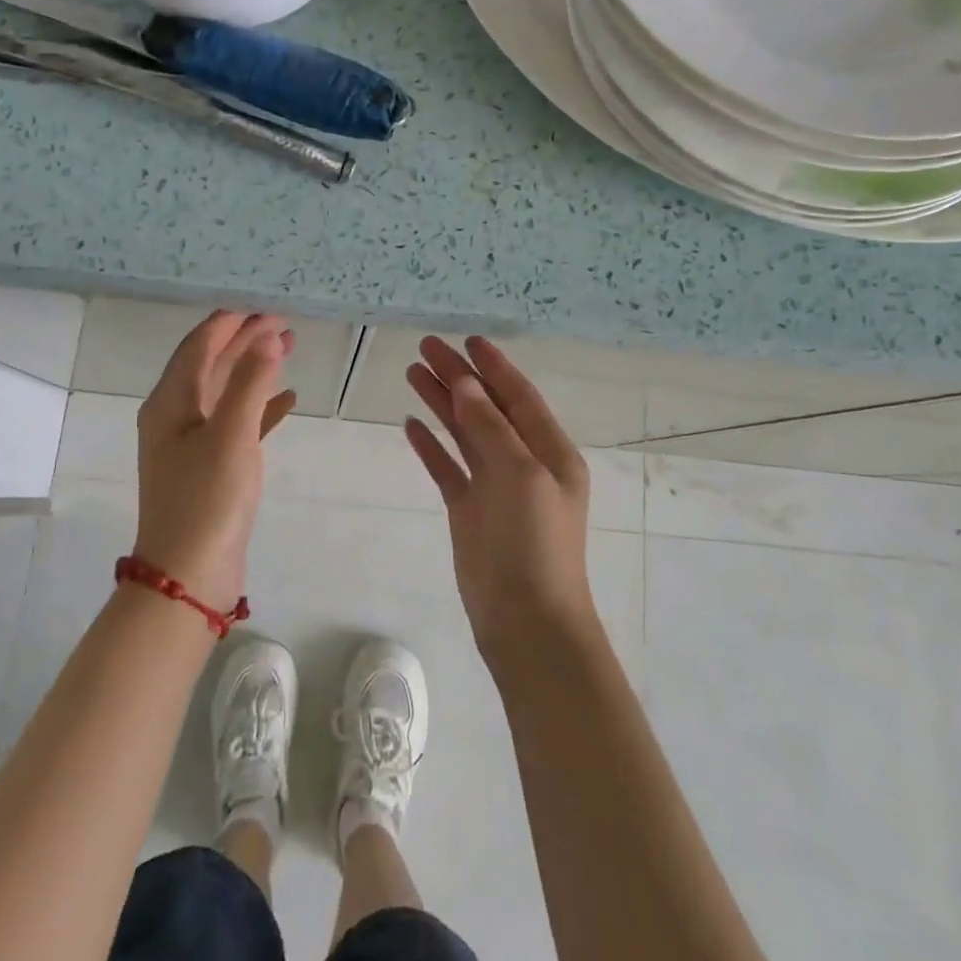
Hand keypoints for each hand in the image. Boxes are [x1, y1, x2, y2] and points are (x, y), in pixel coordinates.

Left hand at [134, 312, 296, 610]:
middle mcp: (175, 417)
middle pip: (211, 365)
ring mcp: (191, 444)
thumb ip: (249, 383)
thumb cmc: (207, 499)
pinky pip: (236, 423)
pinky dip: (259, 407)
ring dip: (254, 370)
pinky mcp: (209, 467)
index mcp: (170, 403)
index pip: (199, 347)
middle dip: (245, 342)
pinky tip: (287, 400)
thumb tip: (266, 338)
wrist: (189, 576)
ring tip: (289, 348)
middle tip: (283, 323)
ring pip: (225, 392)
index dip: (230, 323)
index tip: (263, 307)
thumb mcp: (230, 435)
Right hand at [404, 336, 596, 661]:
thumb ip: (491, 426)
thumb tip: (466, 383)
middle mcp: (523, 463)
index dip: (494, 367)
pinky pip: (447, 467)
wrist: (526, 621)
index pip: (519, 396)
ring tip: (412, 372)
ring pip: (464, 433)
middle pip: (486, 408)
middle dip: (459, 377)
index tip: (468, 340)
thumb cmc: (535, 543)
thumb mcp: (521, 475)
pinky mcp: (469, 511)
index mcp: (550, 451)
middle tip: (426, 347)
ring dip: (441, 403)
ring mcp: (494, 487)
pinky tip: (410, 424)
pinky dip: (431, 445)